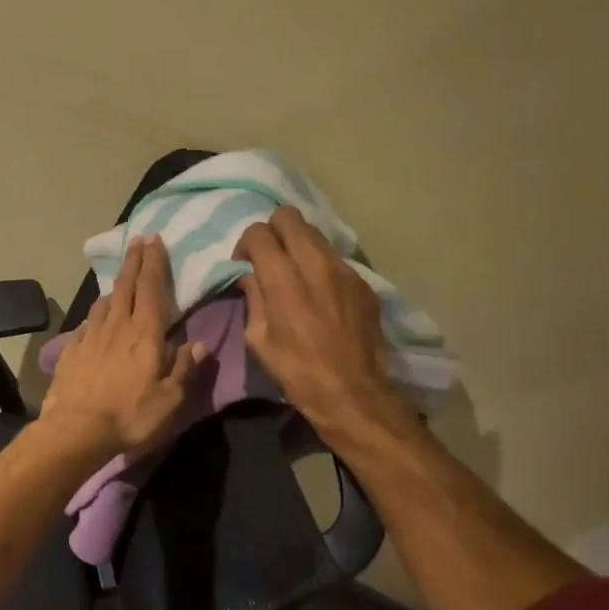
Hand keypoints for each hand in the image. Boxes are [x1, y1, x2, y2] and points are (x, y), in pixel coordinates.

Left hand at [41, 236, 206, 460]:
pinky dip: (96, 314)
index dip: (153, 262)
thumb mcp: (170, 399)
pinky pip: (87, 323)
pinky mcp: (72, 349)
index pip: (150, 288)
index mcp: (145, 334)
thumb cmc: (130, 415)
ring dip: (115, 286)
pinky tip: (97, 317)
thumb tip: (199, 344)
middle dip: (133, 261)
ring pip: (104, 301)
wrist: (76, 429)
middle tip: (137, 241)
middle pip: (126, 286)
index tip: (154, 240)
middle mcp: (117, 326)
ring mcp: (91, 336)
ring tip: (121, 279)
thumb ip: (185, 368)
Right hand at [233, 207, 401, 438]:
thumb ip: (253, 298)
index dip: (246, 243)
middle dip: (273, 231)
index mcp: (282, 277)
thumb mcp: (258, 339)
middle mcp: (314, 262)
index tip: (245, 264)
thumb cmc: (296, 369)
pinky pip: (336, 259)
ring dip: (299, 245)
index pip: (259, 232)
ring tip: (296, 272)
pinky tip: (321, 293)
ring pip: (315, 234)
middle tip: (269, 257)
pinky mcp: (363, 282)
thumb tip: (251, 276)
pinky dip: (321, 266)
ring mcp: (343, 269)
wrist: (352, 392)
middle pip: (289, 217)